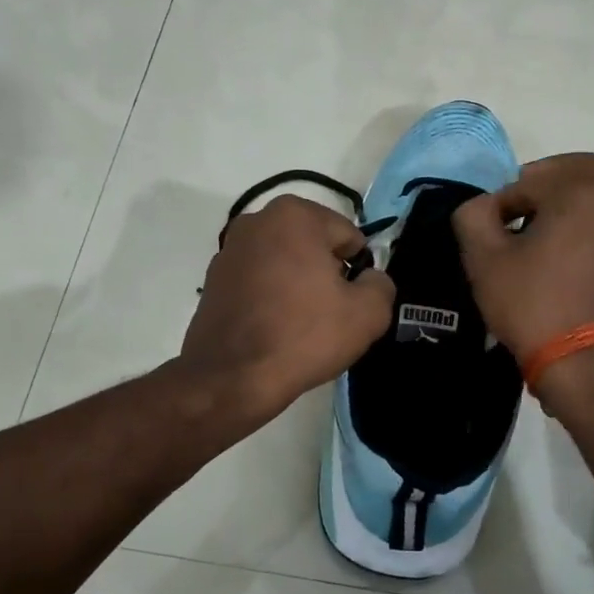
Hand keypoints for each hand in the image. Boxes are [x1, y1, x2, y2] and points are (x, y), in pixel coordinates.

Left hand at [183, 194, 394, 421]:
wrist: (232, 378)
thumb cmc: (304, 336)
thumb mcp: (368, 314)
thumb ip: (381, 284)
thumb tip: (369, 278)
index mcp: (294, 215)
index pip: (347, 237)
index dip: (358, 270)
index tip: (351, 301)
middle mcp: (257, 220)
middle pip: (313, 245)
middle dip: (326, 272)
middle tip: (328, 313)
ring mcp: (229, 249)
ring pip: (284, 261)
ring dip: (297, 282)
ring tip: (299, 323)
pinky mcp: (212, 278)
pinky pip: (258, 280)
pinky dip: (270, 295)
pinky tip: (273, 327)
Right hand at [452, 153, 593, 362]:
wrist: (585, 363)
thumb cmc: (533, 303)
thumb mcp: (484, 258)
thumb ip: (473, 215)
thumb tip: (482, 207)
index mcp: (585, 190)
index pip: (530, 179)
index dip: (500, 203)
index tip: (489, 232)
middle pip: (580, 170)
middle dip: (545, 183)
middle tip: (518, 210)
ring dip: (566, 203)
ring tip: (535, 236)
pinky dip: (585, 225)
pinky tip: (558, 258)